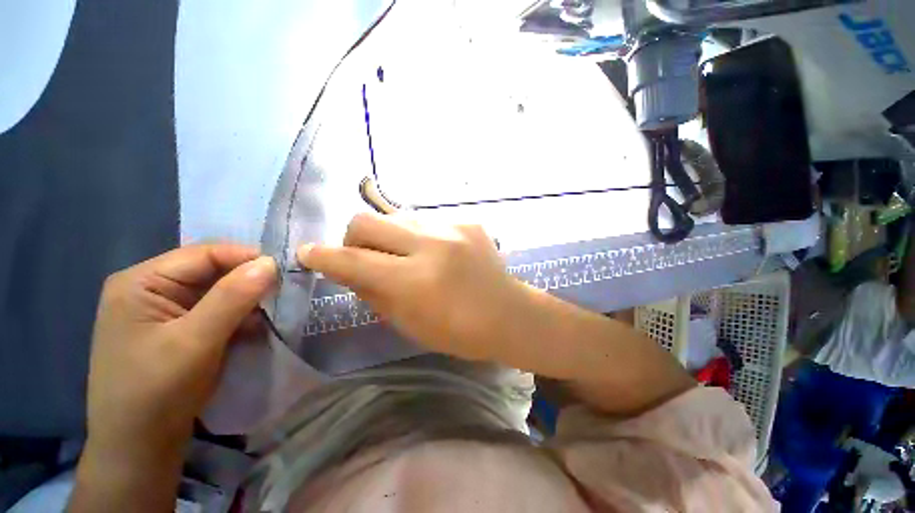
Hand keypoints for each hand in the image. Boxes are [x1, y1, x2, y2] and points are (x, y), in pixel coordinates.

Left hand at [85, 245, 275, 459]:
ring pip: (215, 292)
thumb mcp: (196, 341)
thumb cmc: (156, 392)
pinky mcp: (174, 331)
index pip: (204, 254)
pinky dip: (236, 316)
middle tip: (282, 292)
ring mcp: (161, 312)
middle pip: (209, 271)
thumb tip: (271, 262)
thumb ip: (233, 297)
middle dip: (247, 281)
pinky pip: (212, 311)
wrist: (138, 448)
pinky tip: (252, 326)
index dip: (246, 258)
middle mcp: (149, 290)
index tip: (284, 271)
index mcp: (141, 282)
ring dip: (245, 300)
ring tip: (272, 310)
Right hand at [298, 213, 521, 360]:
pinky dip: (420, 237)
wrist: (509, 313)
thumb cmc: (460, 332)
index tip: (309, 253)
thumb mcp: (409, 323)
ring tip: (404, 256)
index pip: (353, 260)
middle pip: (367, 220)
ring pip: (398, 217)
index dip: (323, 256)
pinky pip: (428, 222)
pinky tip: (437, 254)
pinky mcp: (468, 222)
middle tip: (363, 255)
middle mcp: (431, 244)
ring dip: (389, 236)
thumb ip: (375, 294)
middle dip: (354, 238)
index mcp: (415, 280)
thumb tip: (349, 271)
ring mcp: (453, 228)